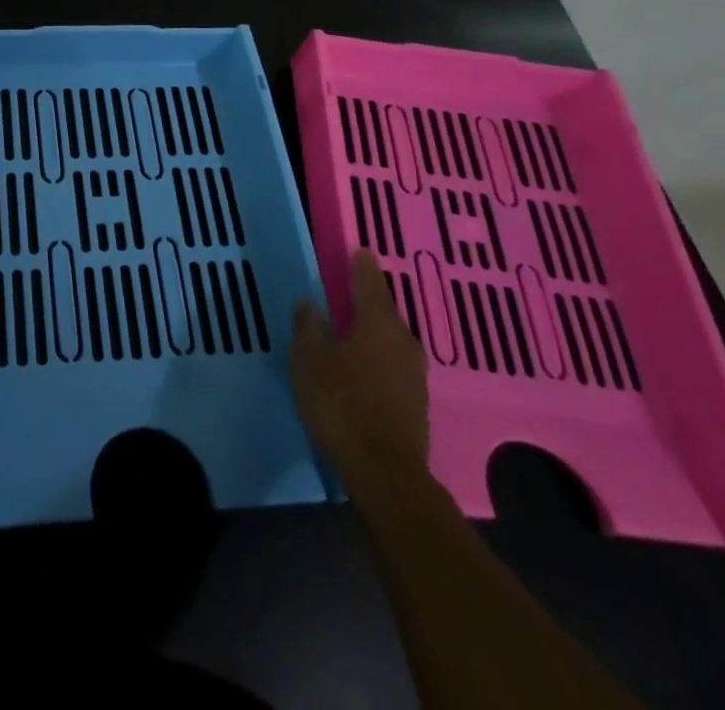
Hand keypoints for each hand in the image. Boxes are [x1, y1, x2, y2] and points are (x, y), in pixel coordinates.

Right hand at [291, 250, 429, 484]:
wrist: (385, 473)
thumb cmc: (341, 404)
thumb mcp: (309, 360)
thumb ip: (308, 327)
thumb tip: (310, 303)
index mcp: (378, 323)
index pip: (370, 282)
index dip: (361, 266)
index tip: (358, 251)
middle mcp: (403, 341)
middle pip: (384, 310)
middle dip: (367, 299)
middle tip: (348, 290)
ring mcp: (414, 374)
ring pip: (390, 339)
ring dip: (373, 330)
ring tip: (351, 327)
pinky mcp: (416, 402)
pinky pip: (393, 364)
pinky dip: (378, 356)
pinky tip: (362, 365)